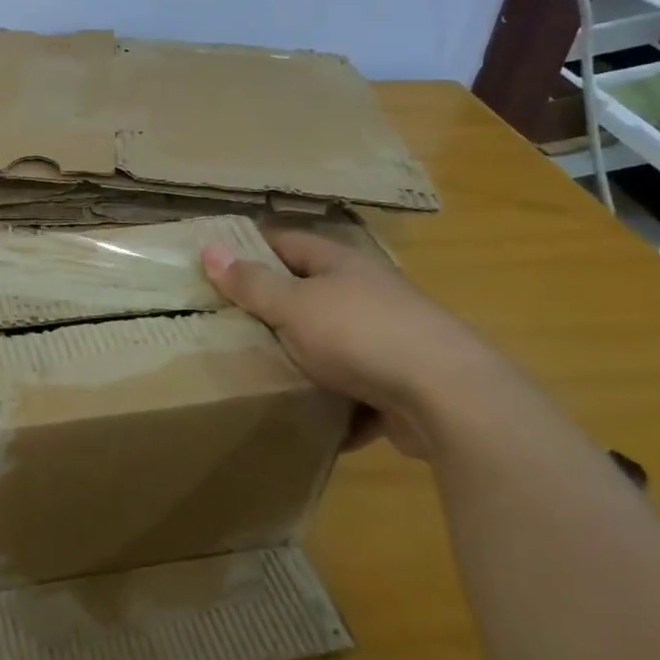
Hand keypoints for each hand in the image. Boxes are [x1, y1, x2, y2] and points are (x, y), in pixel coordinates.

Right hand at [201, 226, 510, 457]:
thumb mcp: (292, 306)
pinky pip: (356, 390)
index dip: (251, 248)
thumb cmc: (360, 335)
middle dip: (273, 309)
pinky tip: (310, 418)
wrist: (450, 398)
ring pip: (332, 343)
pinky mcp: (403, 384)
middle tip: (226, 324)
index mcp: (341, 264)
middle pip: (309, 293)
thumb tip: (209, 249)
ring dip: (304, 359)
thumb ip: (251, 283)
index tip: (216, 265)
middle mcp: (368, 293)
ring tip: (260, 373)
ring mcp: (390, 338)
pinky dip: (335, 403)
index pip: (287, 242)